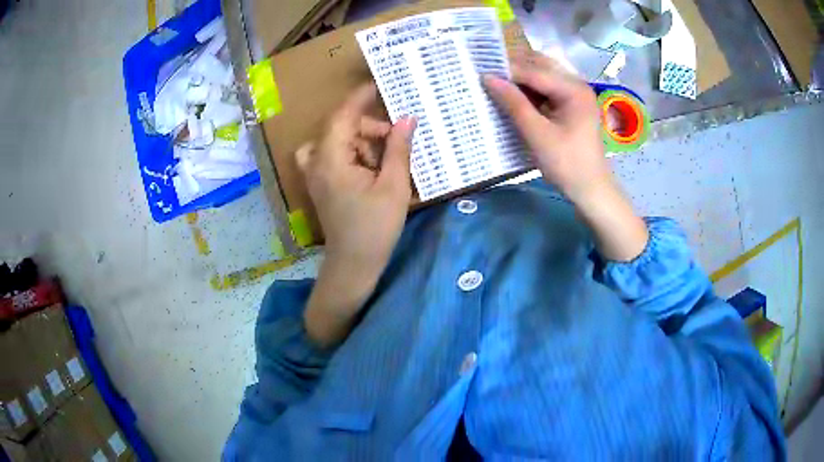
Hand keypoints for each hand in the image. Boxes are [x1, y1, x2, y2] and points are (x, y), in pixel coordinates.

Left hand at [296, 83, 415, 345]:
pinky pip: (334, 156)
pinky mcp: (321, 183)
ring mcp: (316, 174)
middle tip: (398, 140)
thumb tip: (407, 119)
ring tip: (386, 160)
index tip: (380, 85)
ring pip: (338, 141)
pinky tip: (371, 169)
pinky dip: (353, 154)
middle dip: (370, 129)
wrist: (353, 265)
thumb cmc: (375, 228)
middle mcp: (317, 162)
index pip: (343, 115)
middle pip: (342, 128)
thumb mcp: (393, 185)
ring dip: (363, 143)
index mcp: (331, 159)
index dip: (361, 97)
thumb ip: (398, 148)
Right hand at [483, 51, 647, 261]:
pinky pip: (545, 87)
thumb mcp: (537, 134)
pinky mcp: (570, 104)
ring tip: (495, 81)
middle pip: (540, 65)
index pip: (534, 71)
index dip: (506, 70)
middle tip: (485, 72)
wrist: (591, 189)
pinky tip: (512, 94)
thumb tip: (487, 78)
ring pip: (542, 74)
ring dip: (520, 76)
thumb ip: (513, 104)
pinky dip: (528, 88)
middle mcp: (576, 84)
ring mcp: (574, 93)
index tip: (478, 72)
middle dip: (513, 67)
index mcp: (573, 89)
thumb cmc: (567, 164)